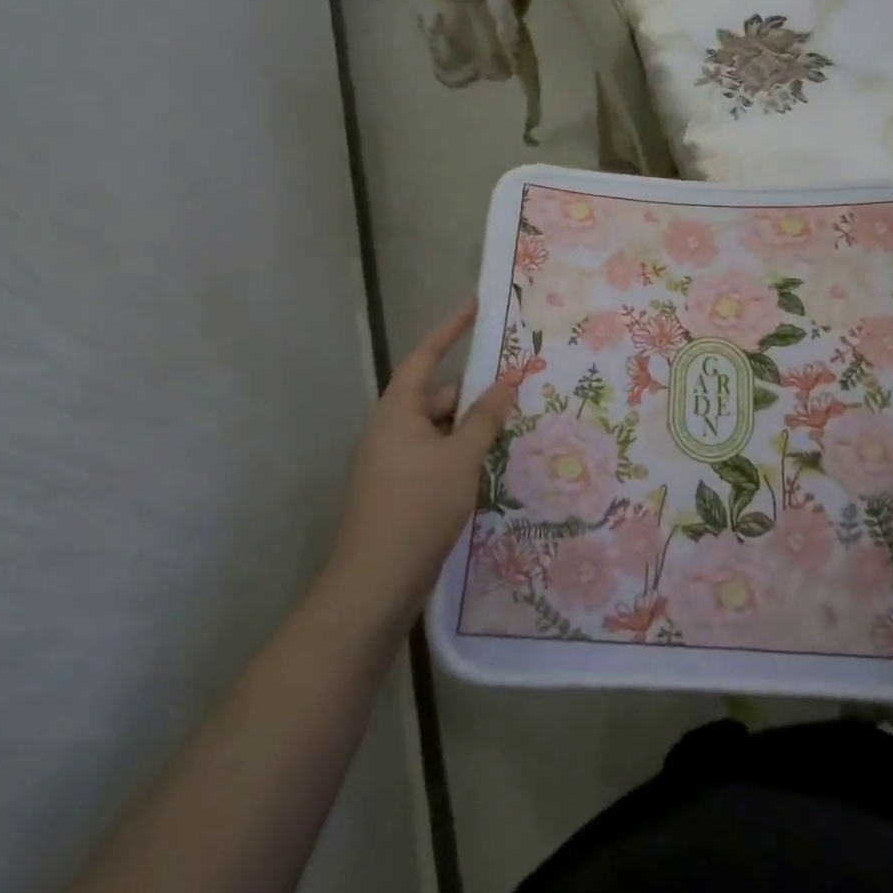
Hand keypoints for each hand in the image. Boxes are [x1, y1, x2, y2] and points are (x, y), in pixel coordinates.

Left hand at [328, 298, 513, 629]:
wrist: (374, 586)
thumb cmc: (417, 508)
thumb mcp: (460, 458)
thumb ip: (485, 418)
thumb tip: (506, 383)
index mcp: (398, 411)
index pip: (427, 356)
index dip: (451, 328)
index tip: (476, 306)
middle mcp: (393, 430)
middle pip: (439, 395)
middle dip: (476, 391)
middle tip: (519, 384)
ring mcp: (395, 463)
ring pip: (442, 430)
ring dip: (473, 427)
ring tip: (516, 425)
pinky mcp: (402, 491)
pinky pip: (438, 457)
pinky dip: (463, 454)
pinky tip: (493, 465)